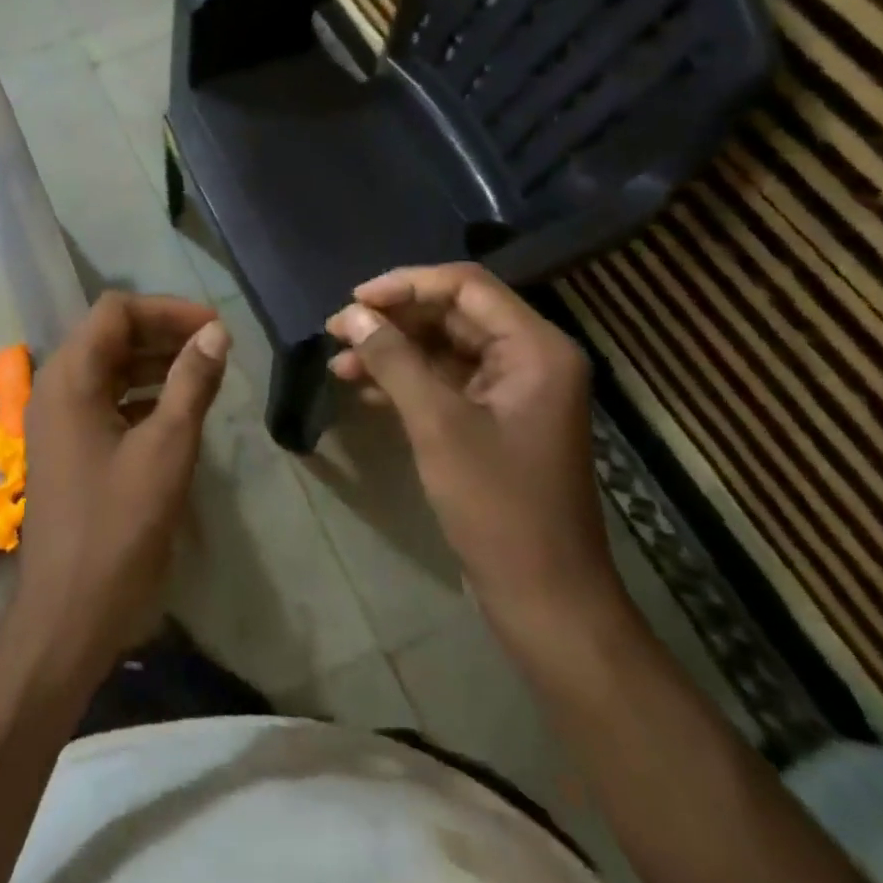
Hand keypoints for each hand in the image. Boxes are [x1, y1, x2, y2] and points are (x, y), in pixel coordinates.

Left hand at [14, 292, 229, 671]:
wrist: (69, 614)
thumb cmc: (119, 527)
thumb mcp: (167, 448)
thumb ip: (191, 382)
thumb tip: (216, 332)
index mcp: (70, 377)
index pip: (116, 311)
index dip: (167, 309)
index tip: (213, 328)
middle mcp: (56, 386)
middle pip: (110, 334)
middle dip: (163, 332)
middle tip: (214, 347)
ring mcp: (58, 418)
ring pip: (109, 366)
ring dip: (154, 362)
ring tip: (204, 373)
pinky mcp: (68, 445)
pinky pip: (106, 399)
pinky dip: (142, 393)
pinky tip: (177, 409)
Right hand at [325, 264, 619, 646]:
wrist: (544, 597)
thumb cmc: (498, 506)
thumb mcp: (437, 424)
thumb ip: (393, 360)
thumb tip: (350, 314)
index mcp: (535, 348)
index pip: (465, 286)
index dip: (406, 285)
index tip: (355, 301)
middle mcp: (530, 357)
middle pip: (453, 313)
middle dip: (393, 320)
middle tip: (338, 332)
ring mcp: (513, 390)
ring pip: (443, 347)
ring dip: (392, 351)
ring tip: (340, 364)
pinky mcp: (495, 418)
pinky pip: (446, 380)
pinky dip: (406, 380)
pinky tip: (364, 390)